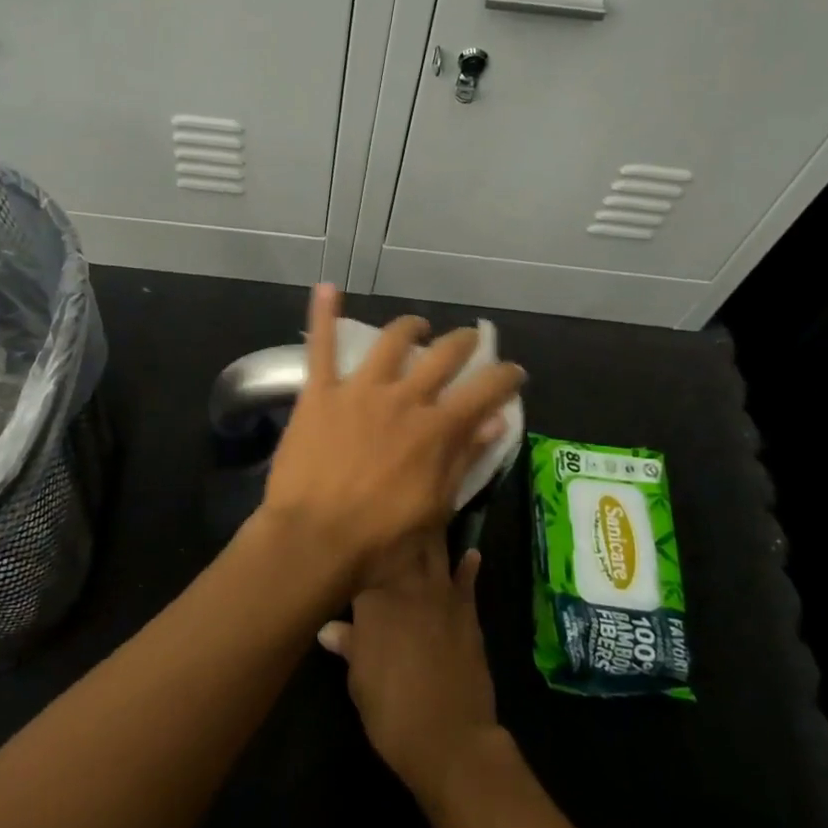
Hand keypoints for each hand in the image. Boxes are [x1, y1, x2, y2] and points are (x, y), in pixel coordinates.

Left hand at [257, 283, 524, 591]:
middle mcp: (403, 399)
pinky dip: (324, 314)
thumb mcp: (435, 509)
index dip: (505, 376)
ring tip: (417, 326)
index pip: (485, 390)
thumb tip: (495, 421)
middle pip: (443, 356)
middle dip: (463, 343)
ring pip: (391, 342)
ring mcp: (359, 391)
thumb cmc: (379, 540)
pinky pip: (321, 346)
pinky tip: (326, 288)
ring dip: (410, 328)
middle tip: (469, 341)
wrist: (313, 540)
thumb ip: (463, 459)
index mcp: (436, 430)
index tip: (514, 372)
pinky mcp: (320, 393)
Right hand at [318, 533, 500, 806]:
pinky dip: (468, 565)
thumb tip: (329, 628)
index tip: (351, 531)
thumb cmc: (392, 711)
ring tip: (426, 509)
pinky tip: (471, 552)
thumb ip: (349, 645)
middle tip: (390, 502)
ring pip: (433, 551)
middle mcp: (406, 586)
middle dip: (396, 524)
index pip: (362, 561)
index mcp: (373, 600)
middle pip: (400, 545)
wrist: (450, 738)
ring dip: (430, 532)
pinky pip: (467, 580)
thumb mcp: (359, 680)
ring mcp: (441, 596)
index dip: (357, 546)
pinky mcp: (467, 612)